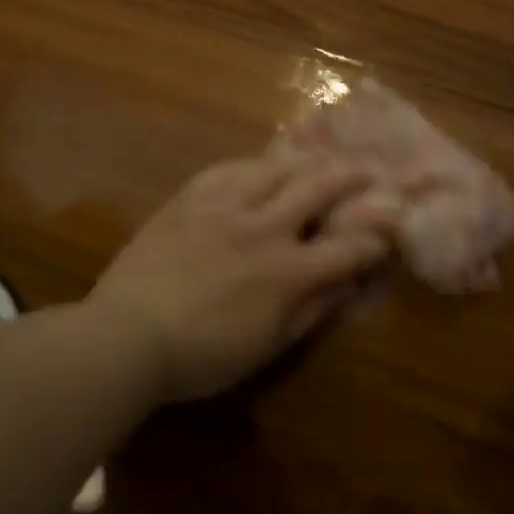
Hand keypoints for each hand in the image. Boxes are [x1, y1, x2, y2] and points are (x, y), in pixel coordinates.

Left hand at [88, 151, 393, 401]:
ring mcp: (224, 207)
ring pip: (276, 167)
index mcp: (288, 271)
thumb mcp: (268, 346)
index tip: (388, 231)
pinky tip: (261, 166)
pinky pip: (228, 168)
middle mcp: (264, 228)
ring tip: (320, 158)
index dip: (374, 238)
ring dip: (307, 160)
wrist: (125, 338)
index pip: (347, 247)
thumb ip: (312, 311)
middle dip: (352, 177)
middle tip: (369, 170)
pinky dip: (254, 164)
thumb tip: (347, 284)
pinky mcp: (190, 199)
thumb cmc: (202, 356)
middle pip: (319, 187)